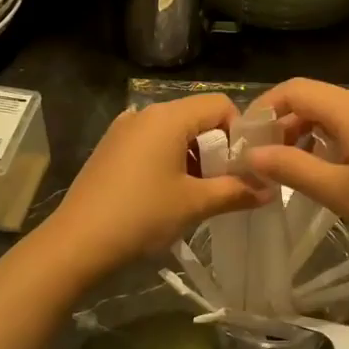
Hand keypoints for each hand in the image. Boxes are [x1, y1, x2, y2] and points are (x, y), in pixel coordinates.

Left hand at [45, 94, 266, 276]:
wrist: (77, 243)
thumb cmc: (142, 216)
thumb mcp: (195, 204)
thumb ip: (237, 191)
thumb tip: (271, 190)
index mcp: (168, 117)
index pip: (219, 105)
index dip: (240, 132)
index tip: (245, 165)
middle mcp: (145, 113)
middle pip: (196, 117)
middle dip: (218, 147)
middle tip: (226, 183)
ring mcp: (123, 130)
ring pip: (174, 132)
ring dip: (194, 156)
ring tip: (199, 193)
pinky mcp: (110, 148)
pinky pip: (151, 143)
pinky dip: (169, 160)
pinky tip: (168, 193)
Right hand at [242, 79, 348, 261]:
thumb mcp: (338, 191)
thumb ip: (291, 168)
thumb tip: (252, 155)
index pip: (295, 89)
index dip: (264, 109)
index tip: (245, 139)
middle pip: (316, 98)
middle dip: (285, 124)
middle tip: (264, 160)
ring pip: (336, 112)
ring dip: (308, 133)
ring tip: (291, 168)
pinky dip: (334, 138)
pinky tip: (330, 168)